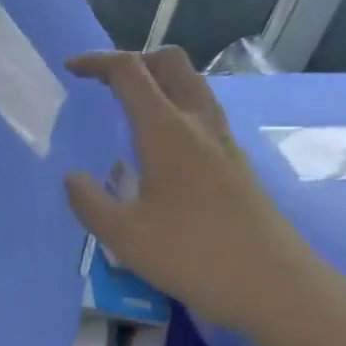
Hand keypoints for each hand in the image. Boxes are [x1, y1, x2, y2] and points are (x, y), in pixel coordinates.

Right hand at [64, 49, 312, 333]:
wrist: (273, 285)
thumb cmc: (192, 256)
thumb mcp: (123, 236)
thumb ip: (89, 202)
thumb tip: (72, 178)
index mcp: (167, 131)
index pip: (129, 72)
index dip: (97, 62)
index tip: (71, 69)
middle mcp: (199, 124)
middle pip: (170, 63)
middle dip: (134, 60)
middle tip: (105, 84)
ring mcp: (224, 142)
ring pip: (193, 86)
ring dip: (159, 83)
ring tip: (130, 111)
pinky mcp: (237, 164)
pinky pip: (203, 115)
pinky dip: (176, 110)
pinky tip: (161, 150)